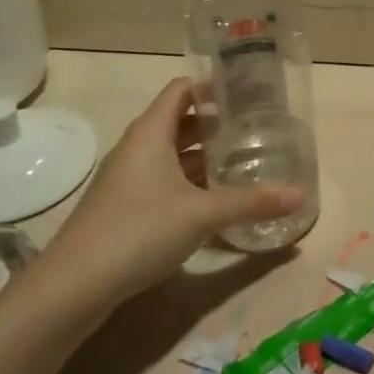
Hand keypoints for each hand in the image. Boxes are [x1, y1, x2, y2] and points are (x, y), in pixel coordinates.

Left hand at [30, 79, 304, 316]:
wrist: (73, 287)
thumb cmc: (139, 231)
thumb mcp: (203, 214)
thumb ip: (252, 202)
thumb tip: (301, 193)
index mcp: (151, 132)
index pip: (182, 89)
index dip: (213, 86)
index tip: (248, 93)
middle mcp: (137, 147)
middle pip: (179, 120)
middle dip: (216, 124)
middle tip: (255, 129)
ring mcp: (127, 178)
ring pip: (171, 153)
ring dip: (203, 155)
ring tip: (242, 161)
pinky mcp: (124, 206)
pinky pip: (163, 180)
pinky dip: (189, 181)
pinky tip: (214, 199)